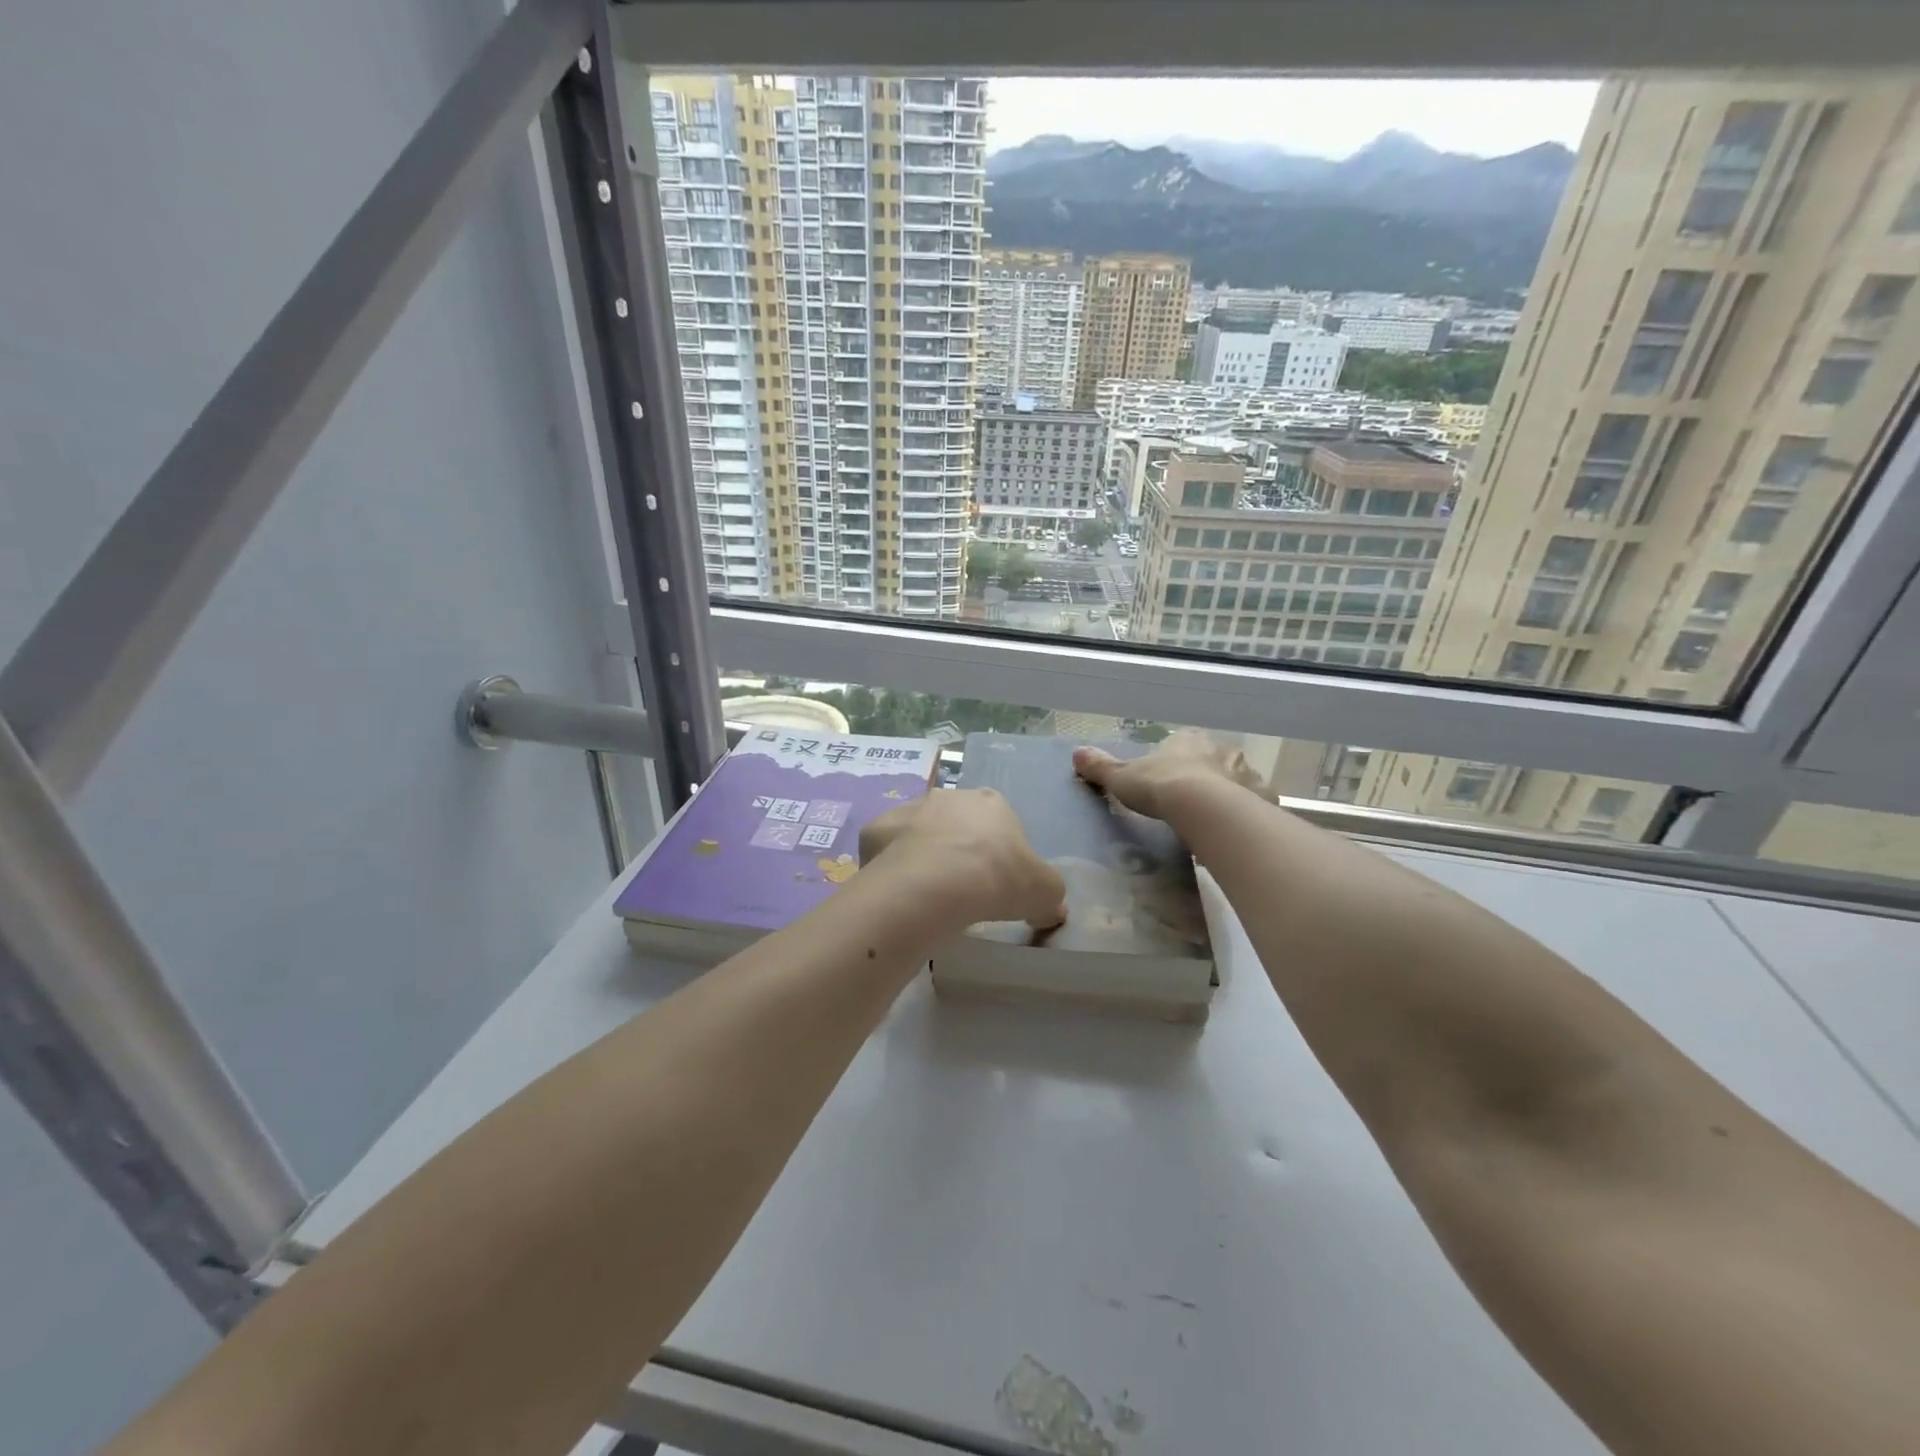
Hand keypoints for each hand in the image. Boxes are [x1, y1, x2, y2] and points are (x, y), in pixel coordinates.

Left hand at [860, 789, 1066, 932]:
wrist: (934, 885)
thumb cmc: (997, 879)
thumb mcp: (1044, 892)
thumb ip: (1050, 896)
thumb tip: (1051, 910)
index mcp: (991, 803)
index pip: (999, 823)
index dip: (999, 854)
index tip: (996, 884)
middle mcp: (949, 796)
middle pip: (956, 824)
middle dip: (959, 850)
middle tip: (962, 890)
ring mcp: (909, 809)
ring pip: (919, 833)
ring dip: (924, 855)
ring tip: (928, 895)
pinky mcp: (876, 828)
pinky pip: (887, 849)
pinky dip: (892, 866)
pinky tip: (899, 893)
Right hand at [1072, 730, 1262, 822]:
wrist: (1204, 808)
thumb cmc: (1160, 786)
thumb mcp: (1122, 778)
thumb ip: (1101, 767)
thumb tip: (1076, 753)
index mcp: (1189, 740)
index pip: (1184, 744)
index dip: (1177, 761)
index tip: (1169, 778)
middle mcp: (1222, 750)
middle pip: (1214, 761)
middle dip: (1206, 778)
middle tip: (1192, 803)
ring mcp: (1246, 773)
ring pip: (1238, 783)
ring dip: (1229, 796)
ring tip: (1214, 822)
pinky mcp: (1263, 797)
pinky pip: (1255, 805)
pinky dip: (1247, 816)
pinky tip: (1234, 832)